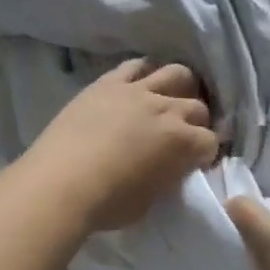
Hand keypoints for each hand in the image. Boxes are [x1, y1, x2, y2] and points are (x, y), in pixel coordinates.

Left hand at [20, 58, 219, 232]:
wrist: (60, 183)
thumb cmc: (108, 203)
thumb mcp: (151, 200)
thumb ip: (168, 177)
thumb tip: (171, 168)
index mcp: (182, 143)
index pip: (210, 142)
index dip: (204, 155)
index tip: (194, 164)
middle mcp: (167, 110)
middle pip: (198, 107)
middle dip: (196, 123)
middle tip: (183, 135)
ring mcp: (138, 91)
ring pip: (176, 74)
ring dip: (181, 87)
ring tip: (170, 100)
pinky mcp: (109, 83)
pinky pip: (136, 66)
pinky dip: (145, 72)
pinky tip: (142, 83)